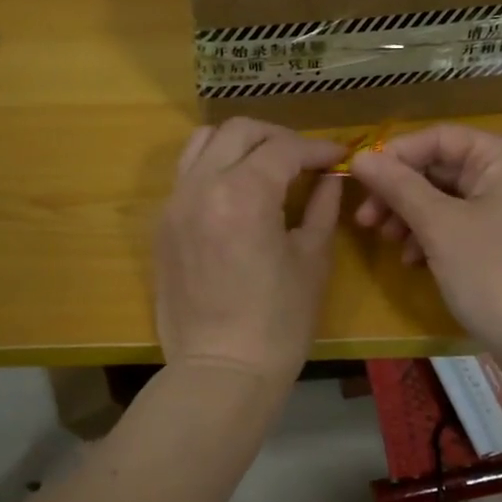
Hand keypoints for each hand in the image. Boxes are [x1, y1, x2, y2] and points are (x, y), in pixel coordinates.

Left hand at [154, 118, 344, 381]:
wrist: (220, 370)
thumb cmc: (278, 322)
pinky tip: (237, 190)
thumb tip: (329, 178)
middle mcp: (201, 186)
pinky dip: (214, 166)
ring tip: (266, 164)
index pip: (283, 149)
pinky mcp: (163, 224)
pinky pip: (187, 174)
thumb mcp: (312, 261)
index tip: (339, 157)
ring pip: (203, 143)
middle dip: (277, 136)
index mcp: (243, 193)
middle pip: (238, 131)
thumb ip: (321, 207)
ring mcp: (175, 203)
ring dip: (239, 143)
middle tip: (304, 157)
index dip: (316, 148)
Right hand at [349, 124, 501, 375]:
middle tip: (365, 217)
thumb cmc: (494, 273)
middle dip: (400, 191)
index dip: (397, 154)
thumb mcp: (440, 226)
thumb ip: (398, 187)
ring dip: (410, 215)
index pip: (441, 138)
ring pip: (446, 198)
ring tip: (385, 239)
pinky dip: (430, 235)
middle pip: (442, 167)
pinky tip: (411, 259)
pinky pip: (457, 224)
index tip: (360, 179)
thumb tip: (358, 158)